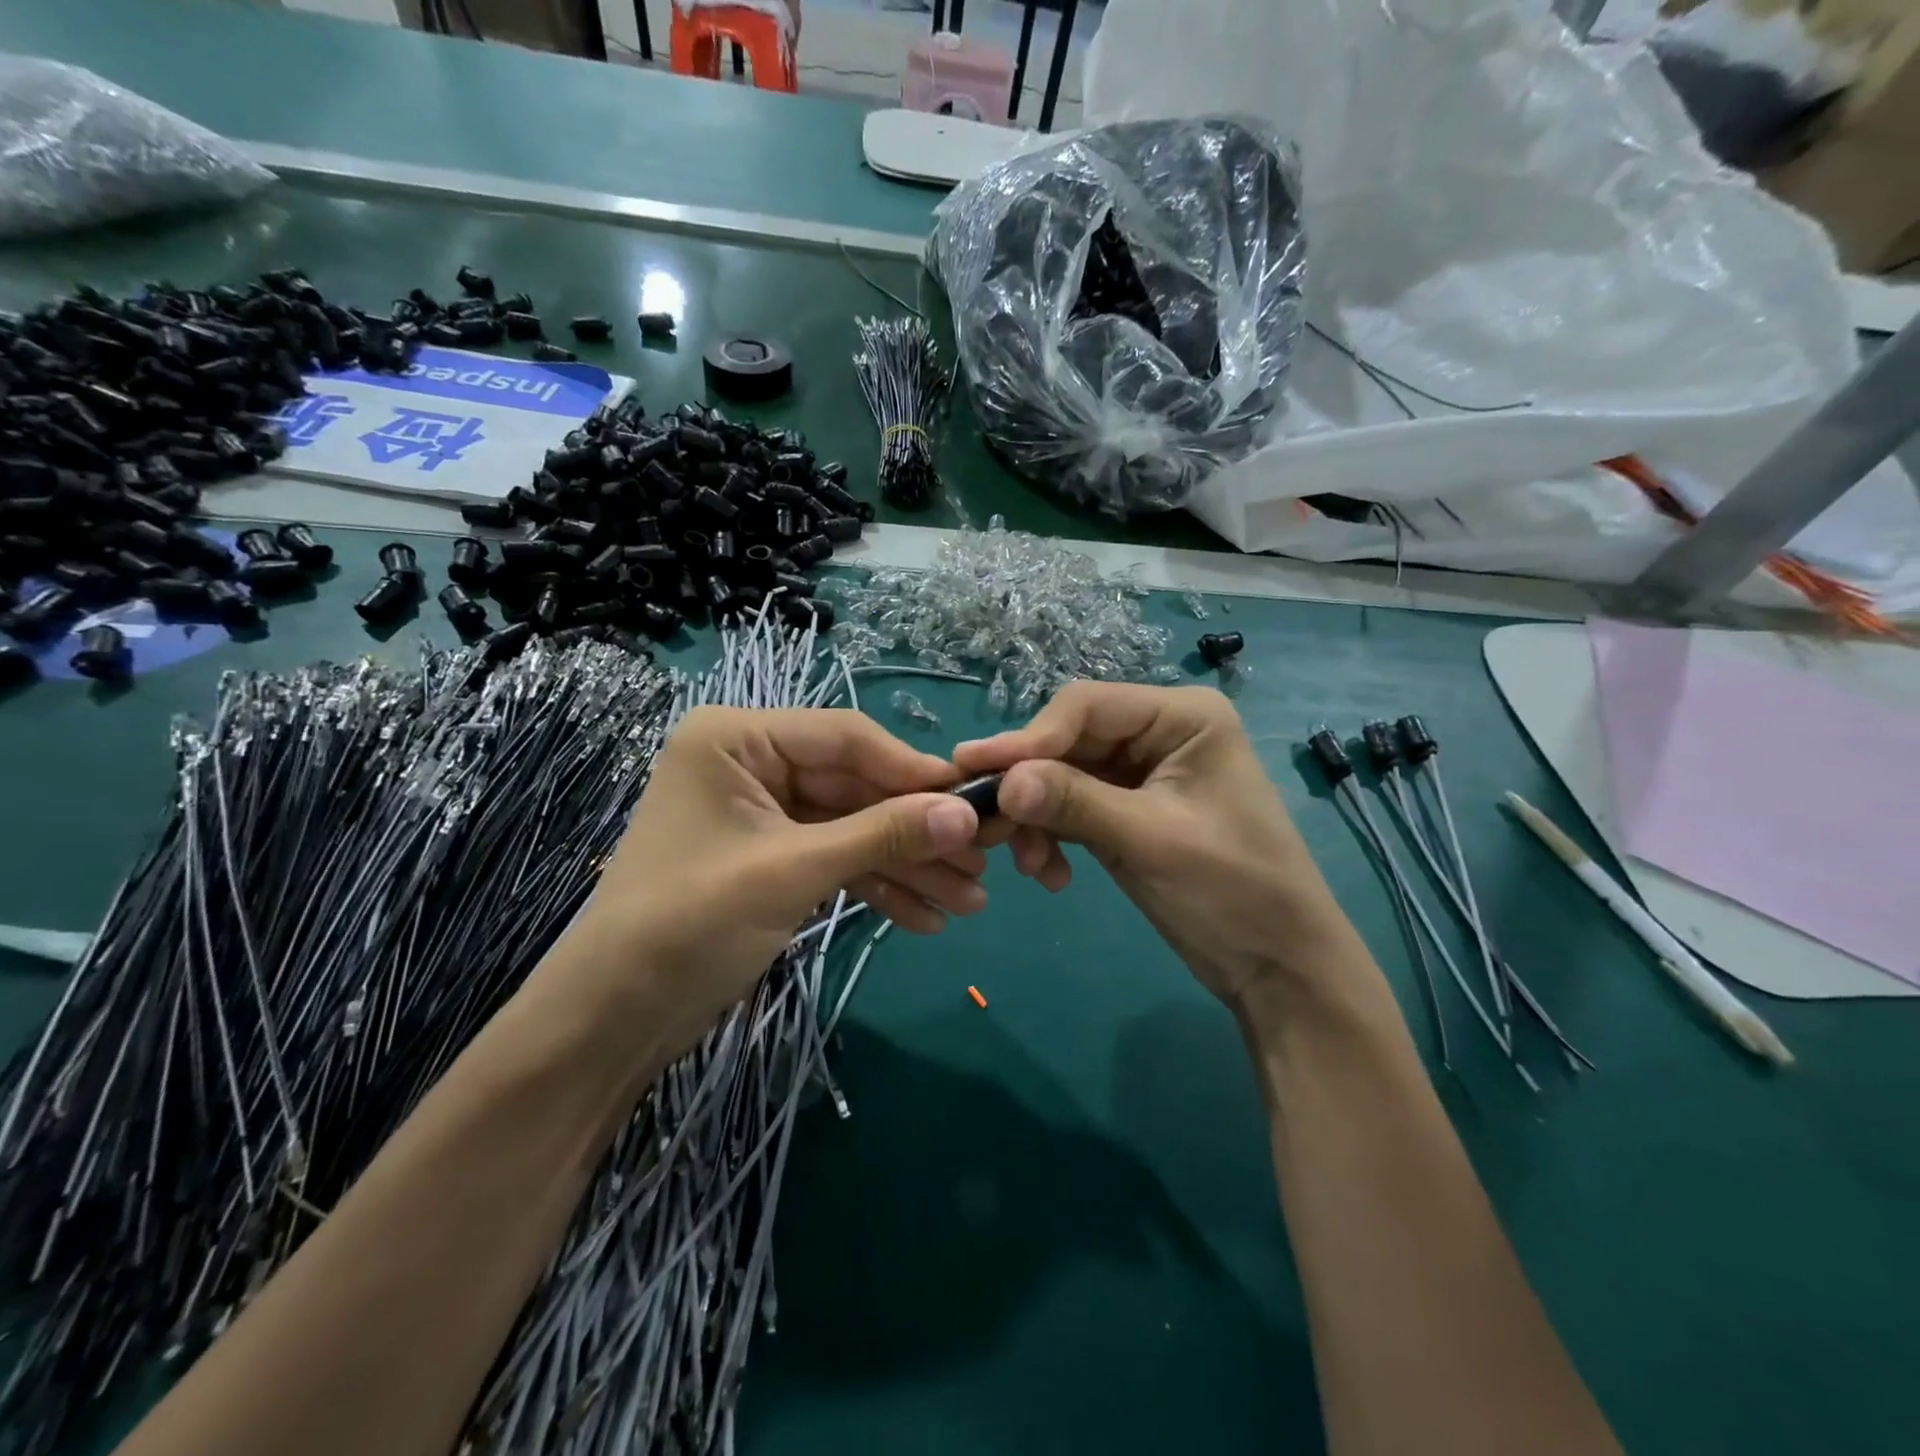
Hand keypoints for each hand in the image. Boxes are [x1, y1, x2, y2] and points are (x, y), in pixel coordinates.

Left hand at [556, 707, 984, 1056]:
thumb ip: (881, 836)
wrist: (613, 1020)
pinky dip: (877, 886)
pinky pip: (836, 859)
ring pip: (853, 827)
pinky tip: (925, 918)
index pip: (846, 738)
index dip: (913, 771)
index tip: (975, 802)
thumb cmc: (687, 924)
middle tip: (980, 865)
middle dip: (915, 832)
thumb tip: (967, 814)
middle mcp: (753, 764)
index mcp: (738, 739)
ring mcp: (765, 813)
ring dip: (906, 865)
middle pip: (856, 787)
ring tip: (967, 903)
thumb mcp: (792, 872)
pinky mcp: (773, 857)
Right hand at [955, 683, 1359, 1013]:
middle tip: (987, 823)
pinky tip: (1050, 875)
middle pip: (1069, 741)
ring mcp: (1141, 772)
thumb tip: (1001, 783)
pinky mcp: (1128, 810)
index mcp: (1181, 716)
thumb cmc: (1232, 891)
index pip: (1085, 706)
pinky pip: (1072, 808)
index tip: (977, 772)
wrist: (1277, 967)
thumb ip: (1073, 803)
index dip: (1029, 738)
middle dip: (1030, 785)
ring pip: (1063, 776)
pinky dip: (1053, 836)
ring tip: (1028, 865)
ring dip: (1038, 818)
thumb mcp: (1149, 840)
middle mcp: (1158, 732)